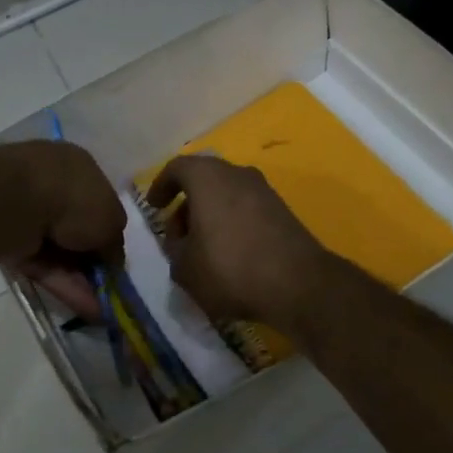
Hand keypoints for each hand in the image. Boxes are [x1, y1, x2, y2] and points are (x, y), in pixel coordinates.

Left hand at [0, 142, 123, 320]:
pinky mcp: (6, 235)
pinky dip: (60, 282)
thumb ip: (114, 243)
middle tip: (106, 288)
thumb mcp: (111, 221)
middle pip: (76, 229)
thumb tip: (113, 262)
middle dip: (91, 261)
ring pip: (58, 249)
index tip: (114, 259)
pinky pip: (40, 261)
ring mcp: (24, 208)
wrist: (14, 202)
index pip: (98, 201)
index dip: (107, 232)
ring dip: (79, 278)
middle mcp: (51, 182)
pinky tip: (81, 307)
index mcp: (78, 166)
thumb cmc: (74, 199)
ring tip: (98, 308)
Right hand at [145, 155, 333, 331]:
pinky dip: (232, 223)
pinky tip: (230, 254)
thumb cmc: (230, 268)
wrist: (298, 284)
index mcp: (208, 177)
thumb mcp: (184, 267)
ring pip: (227, 194)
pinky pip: (247, 209)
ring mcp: (265, 191)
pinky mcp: (283, 211)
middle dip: (187, 204)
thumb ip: (174, 248)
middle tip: (177, 235)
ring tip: (202, 249)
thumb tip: (181, 241)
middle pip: (204, 180)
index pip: (178, 167)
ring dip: (210, 215)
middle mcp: (238, 174)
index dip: (161, 185)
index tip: (154, 206)